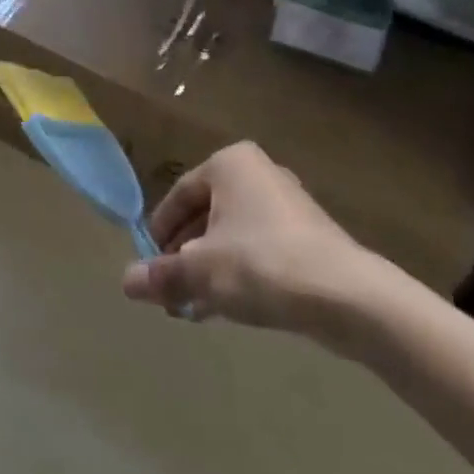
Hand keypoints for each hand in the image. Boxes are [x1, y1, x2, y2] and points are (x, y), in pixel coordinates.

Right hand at [123, 142, 402, 350]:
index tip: (150, 265)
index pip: (179, 195)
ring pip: (232, 235)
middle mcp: (258, 173)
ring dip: (209, 269)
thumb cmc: (261, 264)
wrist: (347, 297)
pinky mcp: (308, 237)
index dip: (160, 232)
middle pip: (206, 214)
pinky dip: (238, 273)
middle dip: (185, 255)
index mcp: (229, 164)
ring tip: (192, 306)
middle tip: (170, 289)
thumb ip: (162, 274)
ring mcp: (287, 204)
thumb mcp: (200, 271)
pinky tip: (226, 309)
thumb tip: (126, 282)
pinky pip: (259, 249)